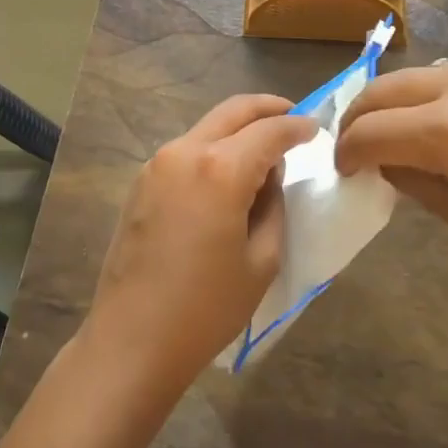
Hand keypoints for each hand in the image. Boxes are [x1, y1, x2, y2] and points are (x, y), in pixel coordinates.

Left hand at [81, 96, 316, 401]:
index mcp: (220, 169)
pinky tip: (228, 172)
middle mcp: (185, 152)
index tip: (316, 128)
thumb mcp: (261, 260)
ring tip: (263, 150)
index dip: (296, 127)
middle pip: (232, 111)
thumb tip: (269, 175)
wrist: (132, 338)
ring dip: (237, 128)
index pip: (269, 131)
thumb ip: (272, 206)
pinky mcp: (141, 181)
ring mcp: (157, 164)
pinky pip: (187, 149)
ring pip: (207, 127)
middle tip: (292, 116)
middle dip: (266, 108)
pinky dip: (213, 147)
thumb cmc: (206, 308)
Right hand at [334, 51, 447, 294]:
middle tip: (354, 145)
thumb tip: (385, 162)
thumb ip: (417, 184)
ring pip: (418, 75)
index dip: (346, 152)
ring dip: (397, 102)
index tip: (344, 170)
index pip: (370, 132)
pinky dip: (440, 94)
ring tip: (400, 132)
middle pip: (383, 89)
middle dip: (358, 117)